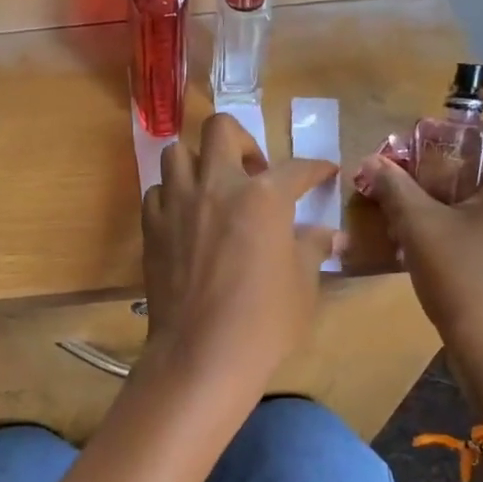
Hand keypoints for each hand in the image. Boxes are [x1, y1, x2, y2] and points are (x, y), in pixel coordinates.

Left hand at [142, 113, 338, 396]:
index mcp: (262, 196)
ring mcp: (178, 203)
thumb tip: (330, 235)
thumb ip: (312, 248)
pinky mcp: (151, 226)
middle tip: (254, 171)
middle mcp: (216, 186)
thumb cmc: (263, 321)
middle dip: (242, 140)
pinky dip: (172, 195)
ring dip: (198, 162)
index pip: (296, 168)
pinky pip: (157, 191)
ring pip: (178, 153)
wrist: (202, 352)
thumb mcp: (302, 284)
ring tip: (213, 188)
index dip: (315, 168)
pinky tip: (185, 217)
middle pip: (221, 129)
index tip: (323, 171)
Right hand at [356, 80, 482, 405]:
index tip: (460, 98)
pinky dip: (471, 204)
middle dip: (464, 142)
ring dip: (463, 176)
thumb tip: (371, 162)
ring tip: (417, 190)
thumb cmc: (469, 283)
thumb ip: (394, 188)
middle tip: (419, 152)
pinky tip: (433, 228)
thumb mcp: (420, 229)